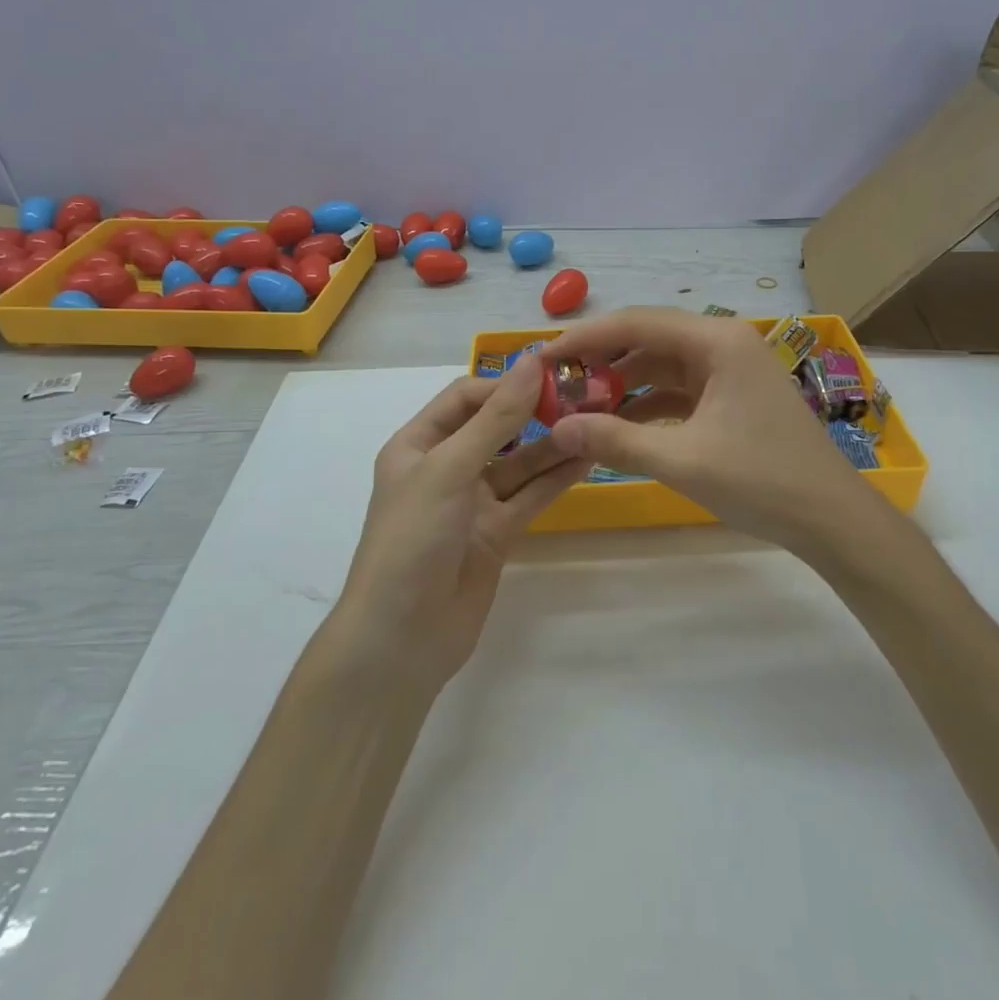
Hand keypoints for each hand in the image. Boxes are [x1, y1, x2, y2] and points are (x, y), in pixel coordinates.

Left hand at [327, 355, 589, 692]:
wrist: (401, 639)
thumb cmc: (413, 540)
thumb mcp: (449, 469)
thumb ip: (495, 418)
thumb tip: (531, 361)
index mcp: (418, 444)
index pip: (465, 398)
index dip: (505, 384)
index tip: (551, 375)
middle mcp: (445, 467)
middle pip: (495, 427)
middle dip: (535, 411)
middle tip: (585, 396)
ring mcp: (472, 502)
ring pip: (519, 462)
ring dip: (553, 444)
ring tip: (597, 422)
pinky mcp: (495, 533)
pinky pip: (529, 496)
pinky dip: (555, 478)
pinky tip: (588, 458)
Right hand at [541, 307, 873, 549]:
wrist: (833, 519)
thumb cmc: (762, 480)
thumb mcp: (682, 461)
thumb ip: (615, 440)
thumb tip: (556, 429)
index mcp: (716, 340)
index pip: (636, 323)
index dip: (584, 338)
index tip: (542, 358)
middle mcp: (723, 342)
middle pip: (648, 339)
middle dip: (601, 362)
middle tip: (555, 385)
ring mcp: (731, 368)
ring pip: (662, 365)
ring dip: (622, 385)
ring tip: (578, 407)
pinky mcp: (733, 395)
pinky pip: (679, 389)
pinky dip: (648, 404)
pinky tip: (618, 425)